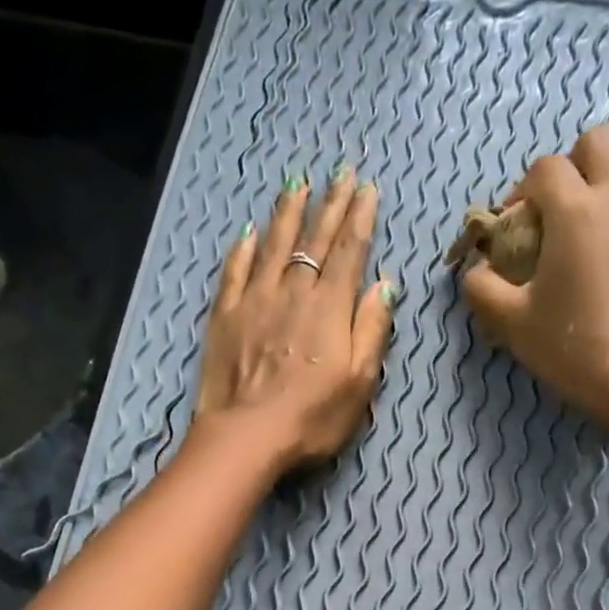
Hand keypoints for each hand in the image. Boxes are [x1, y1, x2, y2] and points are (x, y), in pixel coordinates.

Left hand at [193, 166, 396, 473]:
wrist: (247, 436)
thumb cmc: (312, 418)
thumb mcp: (359, 383)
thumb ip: (372, 330)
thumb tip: (383, 286)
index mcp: (330, 309)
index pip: (349, 252)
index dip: (359, 218)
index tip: (366, 188)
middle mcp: (293, 293)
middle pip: (315, 241)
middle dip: (331, 205)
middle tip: (341, 173)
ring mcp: (254, 301)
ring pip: (274, 246)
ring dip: (288, 214)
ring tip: (298, 186)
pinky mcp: (225, 317)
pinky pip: (235, 272)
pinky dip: (243, 250)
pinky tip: (248, 234)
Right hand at [461, 124, 608, 425]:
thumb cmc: (571, 348)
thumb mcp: (511, 323)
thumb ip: (483, 288)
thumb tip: (476, 270)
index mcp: (575, 209)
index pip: (544, 168)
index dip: (523, 190)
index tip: (516, 226)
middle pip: (597, 143)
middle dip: (573, 167)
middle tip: (558, 213)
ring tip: (594, 234)